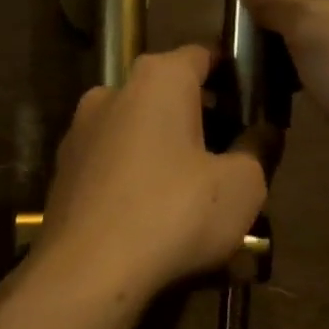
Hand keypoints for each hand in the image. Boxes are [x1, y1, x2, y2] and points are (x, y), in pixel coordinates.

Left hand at [37, 45, 267, 301]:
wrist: (87, 272)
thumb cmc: (175, 213)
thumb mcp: (242, 184)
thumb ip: (259, 148)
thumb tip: (263, 131)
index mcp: (157, 79)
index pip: (205, 55)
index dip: (236, 76)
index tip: (257, 105)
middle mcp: (112, 92)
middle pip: (170, 96)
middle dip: (204, 121)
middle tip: (235, 156)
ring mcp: (81, 133)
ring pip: (141, 133)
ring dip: (171, 154)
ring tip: (200, 196)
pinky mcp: (65, 173)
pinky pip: (116, 166)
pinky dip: (141, 180)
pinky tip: (160, 218)